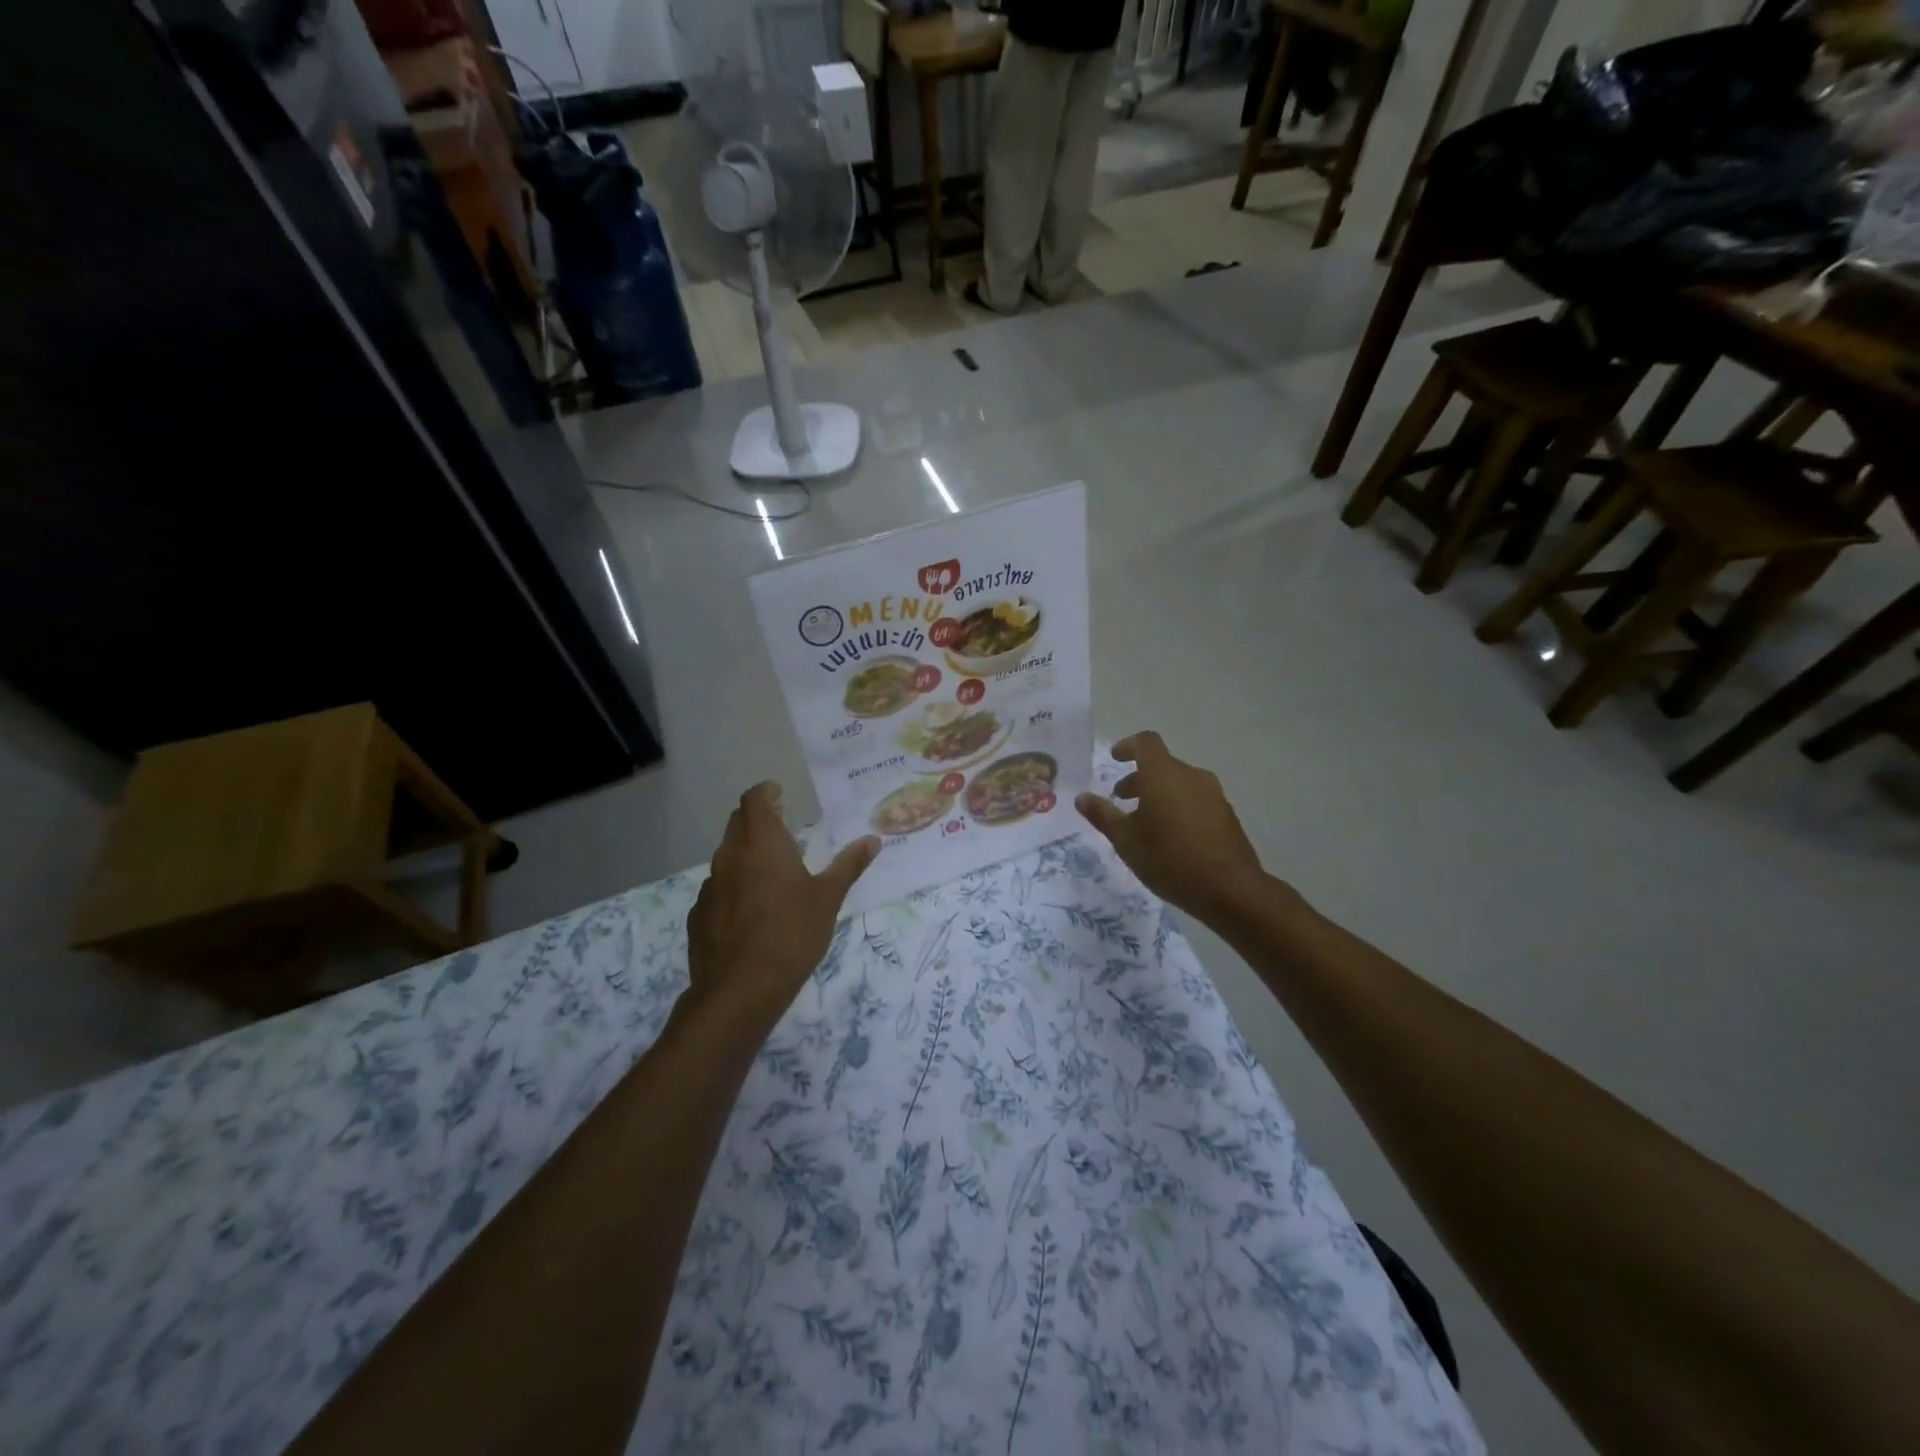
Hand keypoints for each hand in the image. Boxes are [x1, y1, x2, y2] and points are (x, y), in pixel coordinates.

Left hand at [687, 783, 880, 1033]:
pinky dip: (733, 886)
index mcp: (762, 844)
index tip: (778, 793)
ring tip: (768, 869)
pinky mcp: (699, 915)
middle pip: (737, 823)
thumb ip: (848, 866)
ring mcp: (710, 887)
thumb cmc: (791, 934)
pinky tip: (749, 909)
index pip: (754, 800)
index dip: (765, 792)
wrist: (739, 990)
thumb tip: (873, 840)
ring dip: (744, 853)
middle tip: (780, 824)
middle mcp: (730, 857)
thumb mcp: (828, 899)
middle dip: (756, 818)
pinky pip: (717, 888)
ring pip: (725, 856)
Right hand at [1076, 732, 1268, 921]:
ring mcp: (1213, 794)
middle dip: (1138, 778)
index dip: (1128, 746)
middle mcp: (1191, 776)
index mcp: (1163, 774)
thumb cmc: (1169, 858)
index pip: (1146, 742)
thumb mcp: (1126, 840)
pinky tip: (1171, 836)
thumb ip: (1103, 815)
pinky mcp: (1226, 814)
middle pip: (1161, 765)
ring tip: (1144, 822)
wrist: (1230, 888)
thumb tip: (1082, 797)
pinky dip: (1178, 806)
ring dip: (1158, 793)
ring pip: (1179, 783)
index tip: (1114, 759)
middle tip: (1120, 799)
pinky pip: (1196, 799)